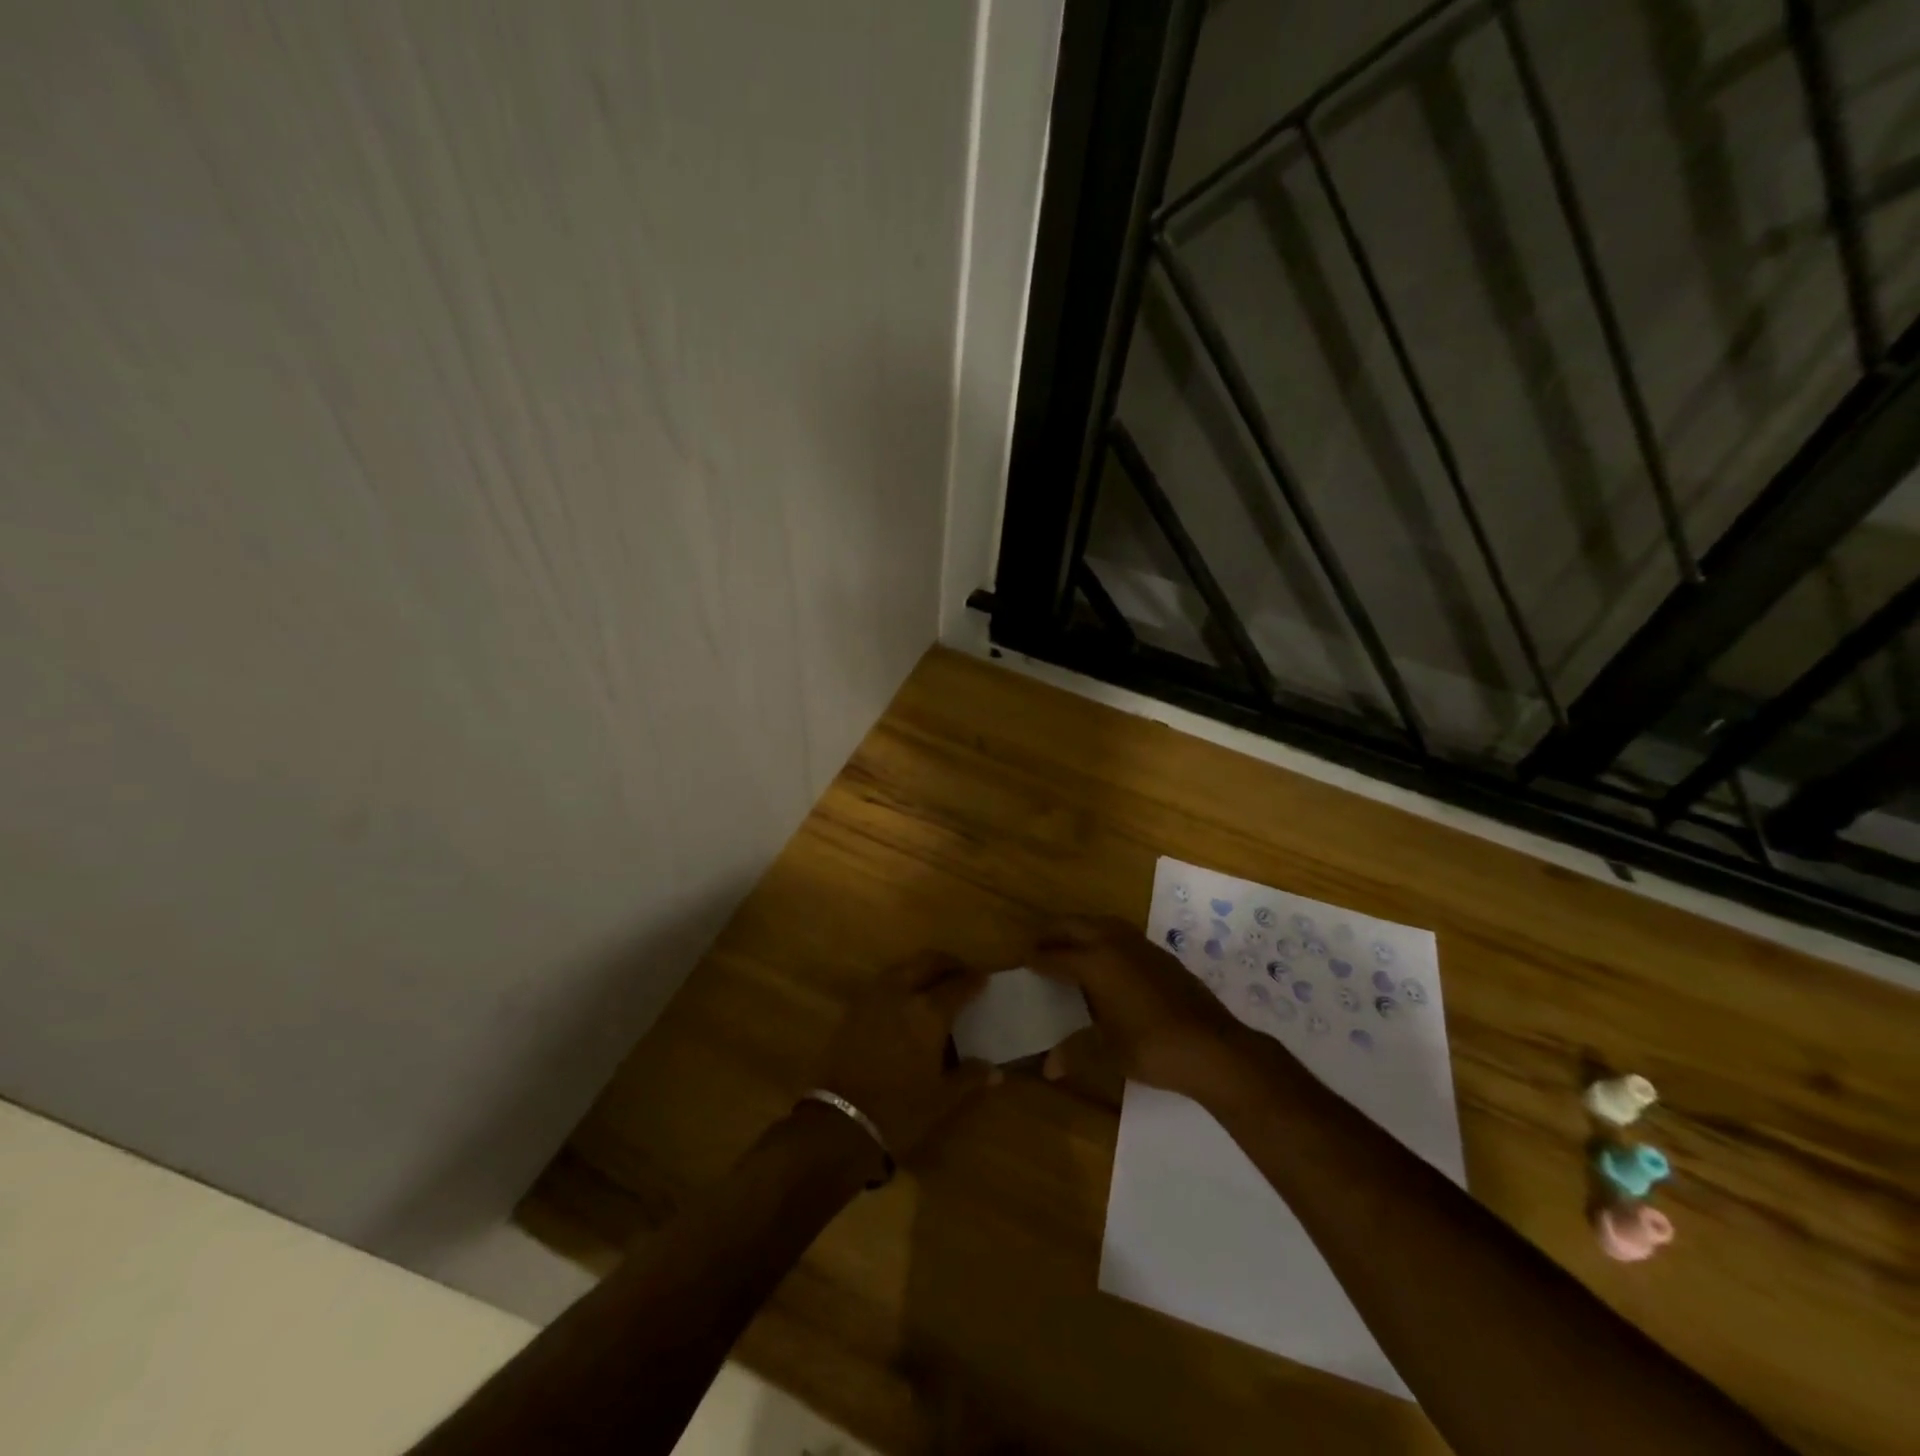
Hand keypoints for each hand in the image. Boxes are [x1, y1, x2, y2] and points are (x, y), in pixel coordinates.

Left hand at [815, 952, 999, 1160]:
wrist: (840, 1121)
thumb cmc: (900, 1110)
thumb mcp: (941, 1097)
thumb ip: (969, 1077)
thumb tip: (996, 1071)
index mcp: (929, 1012)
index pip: (958, 984)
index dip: (974, 980)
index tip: (983, 979)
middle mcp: (902, 993)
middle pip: (928, 961)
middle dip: (947, 964)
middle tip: (960, 973)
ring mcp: (874, 997)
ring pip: (903, 967)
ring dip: (920, 968)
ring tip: (932, 984)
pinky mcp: (854, 1007)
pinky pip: (883, 982)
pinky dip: (899, 981)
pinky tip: (904, 1001)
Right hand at [1028, 915, 1249, 1102]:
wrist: (1212, 1047)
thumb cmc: (1152, 1048)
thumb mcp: (1108, 1052)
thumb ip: (1075, 1051)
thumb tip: (1048, 1067)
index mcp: (1096, 962)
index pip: (1056, 955)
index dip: (1037, 958)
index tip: (1022, 959)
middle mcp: (1115, 944)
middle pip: (1076, 925)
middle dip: (1053, 932)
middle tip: (1037, 944)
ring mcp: (1141, 945)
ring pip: (1101, 923)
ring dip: (1080, 929)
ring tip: (1068, 945)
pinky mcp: (1160, 954)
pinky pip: (1121, 933)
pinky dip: (1104, 937)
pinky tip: (1106, 959)